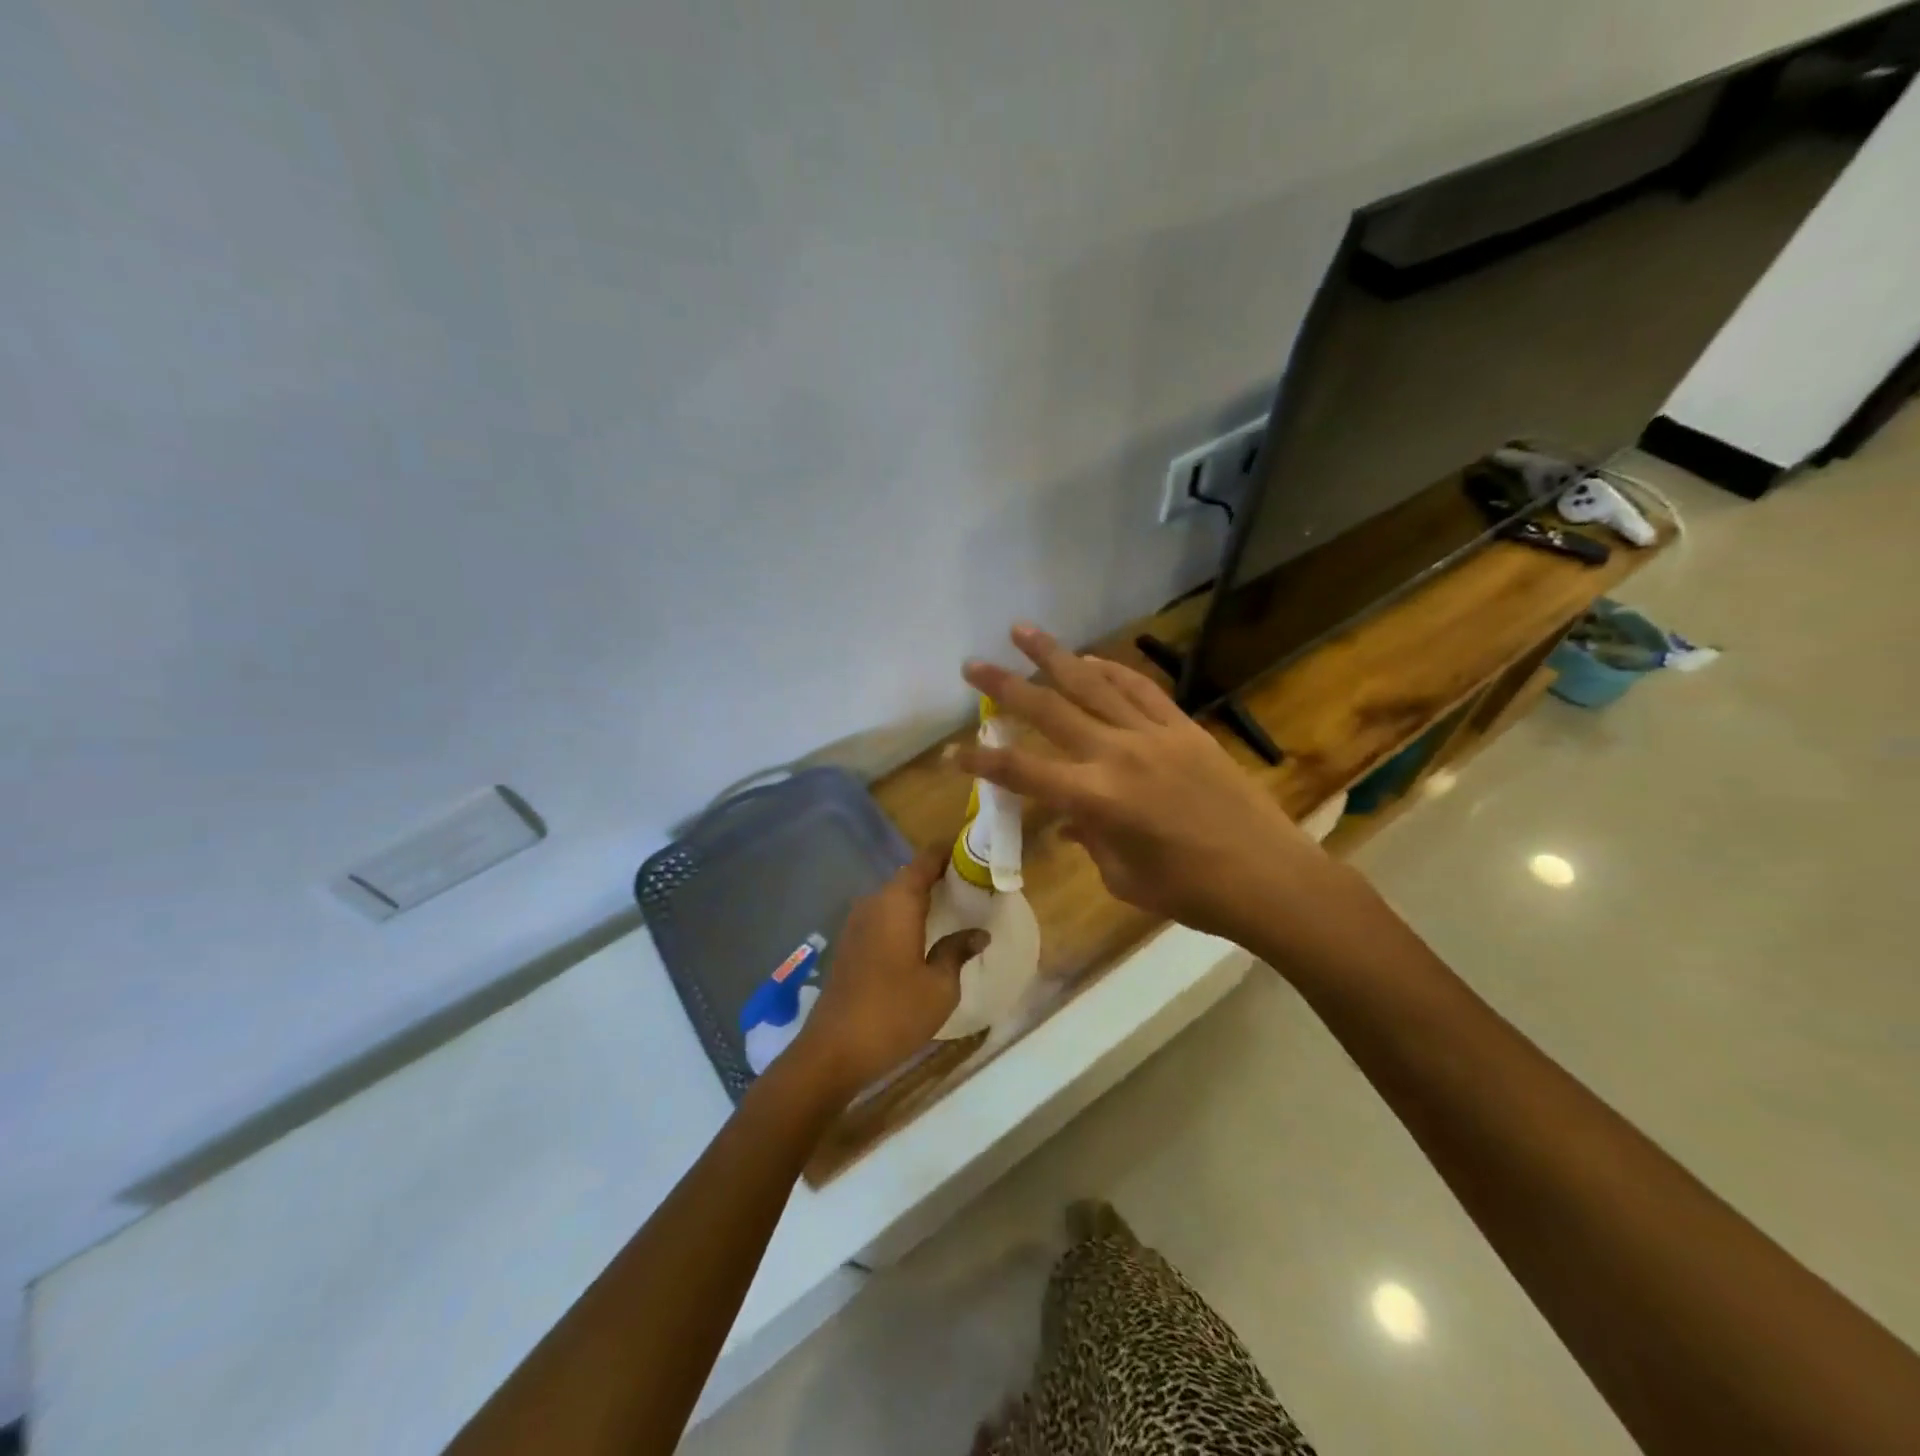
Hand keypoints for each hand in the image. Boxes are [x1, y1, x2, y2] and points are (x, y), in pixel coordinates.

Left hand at [791, 847, 987, 1099]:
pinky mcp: (850, 944)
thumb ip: (957, 951)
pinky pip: (883, 916)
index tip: (975, 854)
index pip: (926, 860)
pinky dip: (905, 917)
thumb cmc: (894, 1013)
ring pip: (895, 897)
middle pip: (909, 876)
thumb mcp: (940, 986)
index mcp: (897, 902)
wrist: (833, 1050)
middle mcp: (874, 902)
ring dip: (921, 899)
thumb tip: (978, 933)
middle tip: (973, 886)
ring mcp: (857, 923)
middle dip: (940, 877)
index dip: (950, 853)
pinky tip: (924, 936)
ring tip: (954, 909)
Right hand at [957, 623, 1331, 945]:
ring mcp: (1153, 735)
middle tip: (972, 664)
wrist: (1268, 877)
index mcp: (1096, 799)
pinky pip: (1140, 690)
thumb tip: (1071, 818)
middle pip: (1050, 711)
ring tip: (1022, 631)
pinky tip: (1090, 658)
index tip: (951, 750)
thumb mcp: (1123, 876)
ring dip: (1054, 656)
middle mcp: (1117, 755)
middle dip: (1005, 687)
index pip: (1023, 772)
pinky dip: (1111, 670)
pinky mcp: (1184, 728)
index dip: (982, 763)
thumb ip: (1090, 837)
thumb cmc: (1190, 892)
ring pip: (1093, 685)